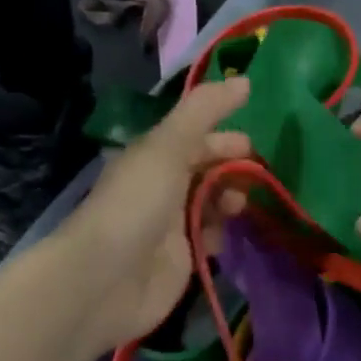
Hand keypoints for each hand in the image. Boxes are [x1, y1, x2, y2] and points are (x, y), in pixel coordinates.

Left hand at [52, 79, 252, 354]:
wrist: (103, 280)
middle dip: (232, 167)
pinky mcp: (181, 260)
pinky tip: (229, 234)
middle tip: (257, 173)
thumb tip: (245, 79)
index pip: (195, 137)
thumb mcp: (169, 144)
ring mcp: (171, 225)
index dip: (223, 136)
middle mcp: (162, 186)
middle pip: (206, 169)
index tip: (253, 143)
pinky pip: (211, 237)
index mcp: (154, 155)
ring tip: (239, 205)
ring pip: (211, 202)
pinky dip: (223, 232)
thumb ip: (206, 110)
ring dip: (230, 199)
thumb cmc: (137, 202)